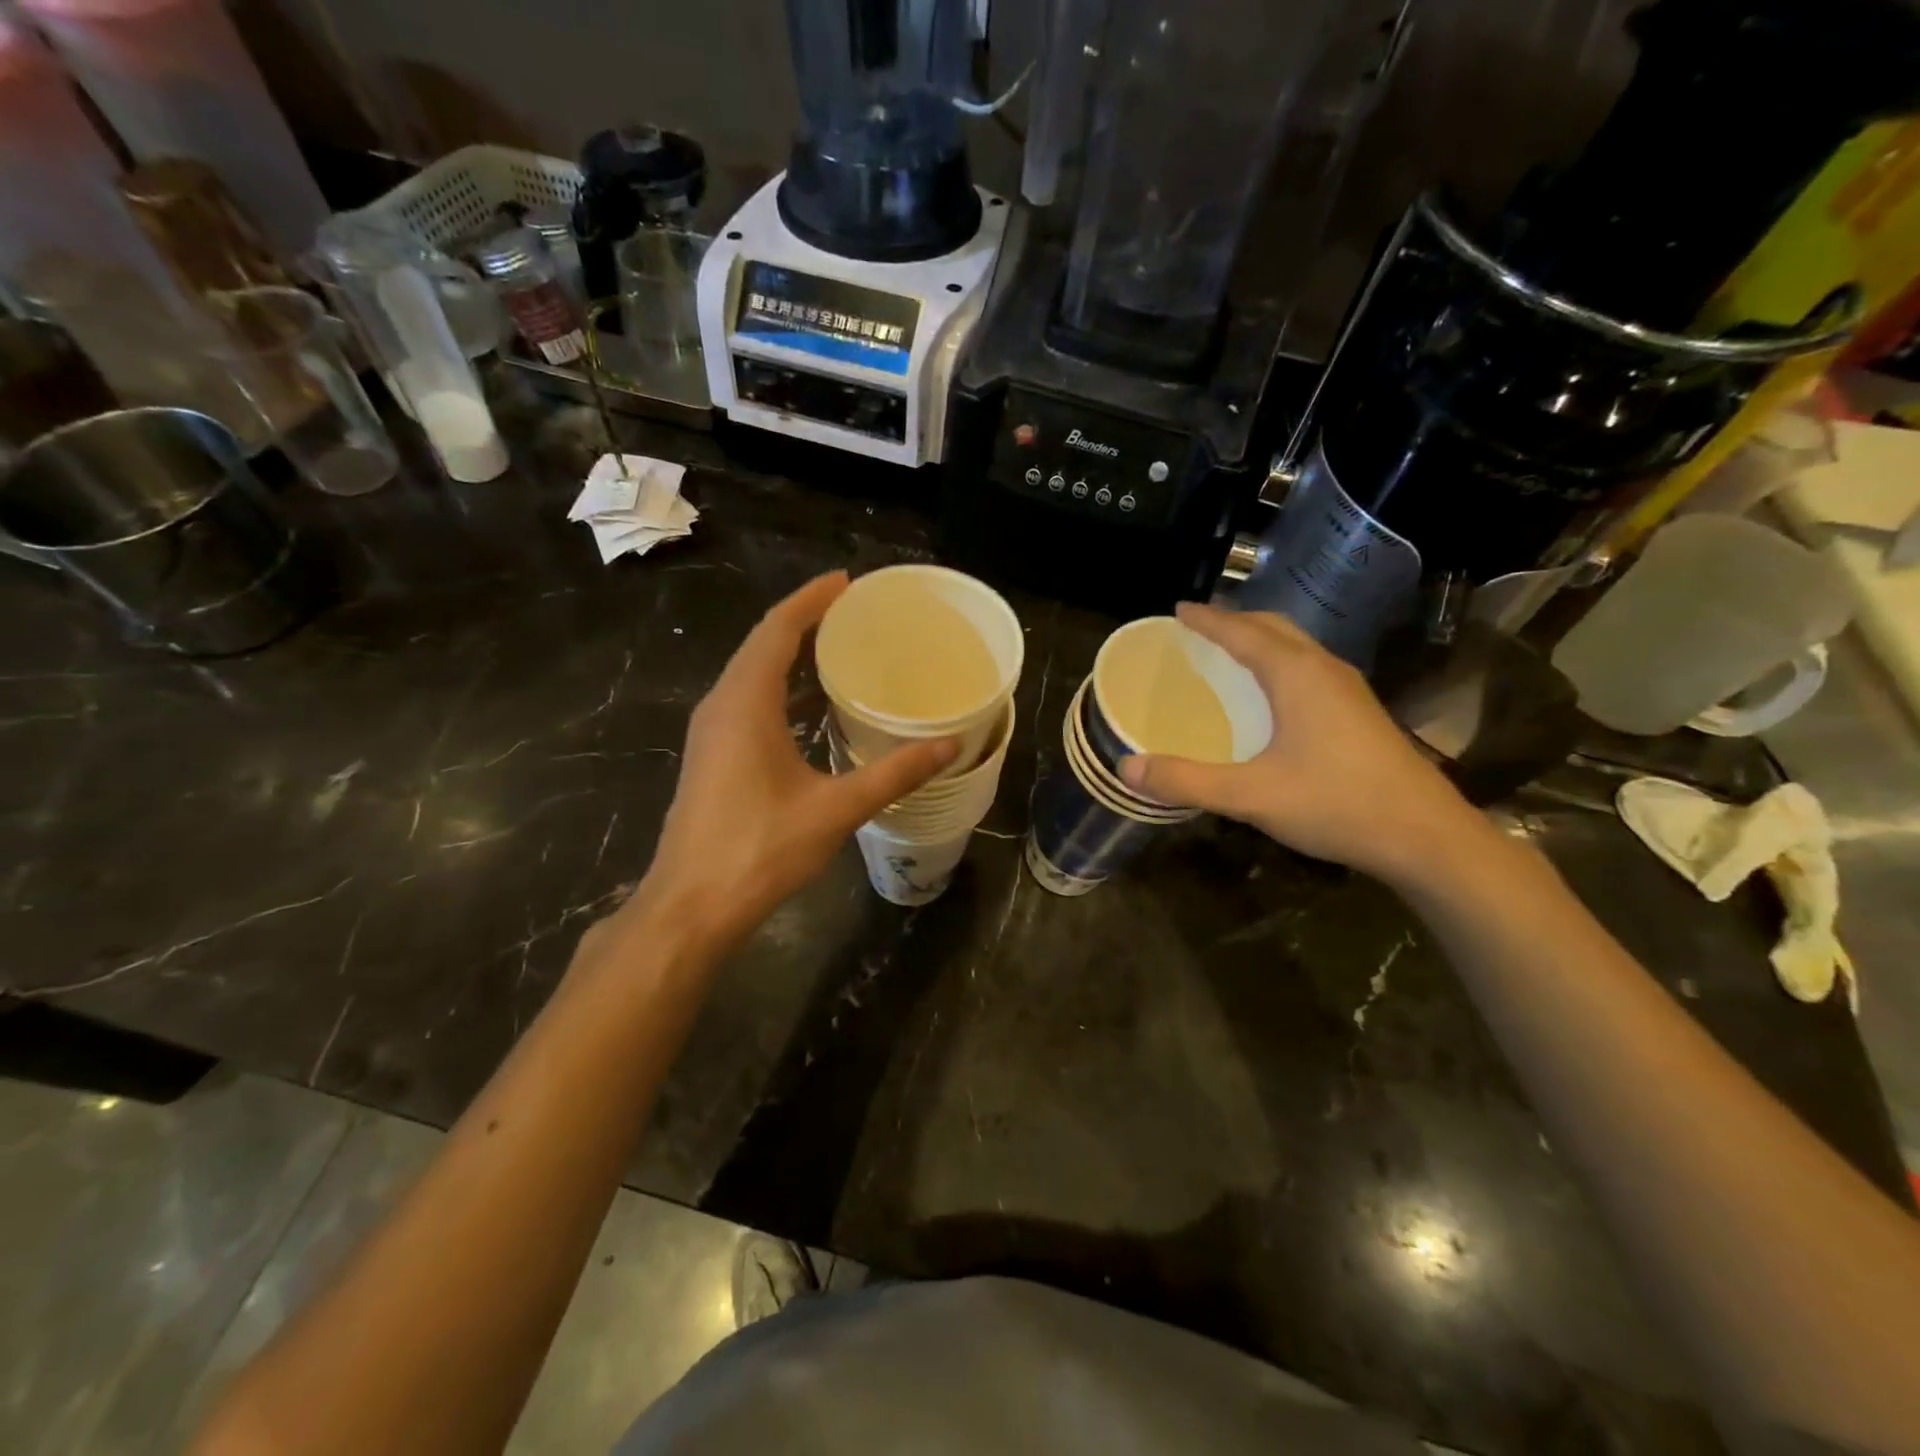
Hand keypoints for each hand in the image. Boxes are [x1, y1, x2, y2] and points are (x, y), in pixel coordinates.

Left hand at [610, 573, 956, 955]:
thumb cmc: (760, 849)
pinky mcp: (712, 756)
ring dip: (789, 653)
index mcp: (745, 703)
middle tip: (852, 611)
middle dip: (804, 620)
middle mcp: (722, 706)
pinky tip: (810, 705)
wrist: (692, 904)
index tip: (847, 582)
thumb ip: (894, 773)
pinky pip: (747, 700)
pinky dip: (779, 687)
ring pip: (751, 673)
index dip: (811, 600)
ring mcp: (711, 732)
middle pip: (762, 644)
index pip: (777, 630)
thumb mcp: (836, 809)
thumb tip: (950, 744)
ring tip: (837, 646)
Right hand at [1118, 603, 1476, 882]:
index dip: (1207, 620)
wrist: (1425, 836)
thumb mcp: (1251, 796)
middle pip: (1274, 628)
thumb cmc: (1337, 804)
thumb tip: (1127, 769)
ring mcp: (1348, 691)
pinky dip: (1278, 664)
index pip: (1242, 632)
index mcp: (1296, 675)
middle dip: (1235, 621)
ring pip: (1296, 647)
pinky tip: (1268, 697)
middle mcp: (1324, 670)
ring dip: (1259, 641)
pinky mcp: (1359, 713)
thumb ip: (1187, 781)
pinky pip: (1308, 669)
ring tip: (1228, 653)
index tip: (1178, 610)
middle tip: (1199, 628)